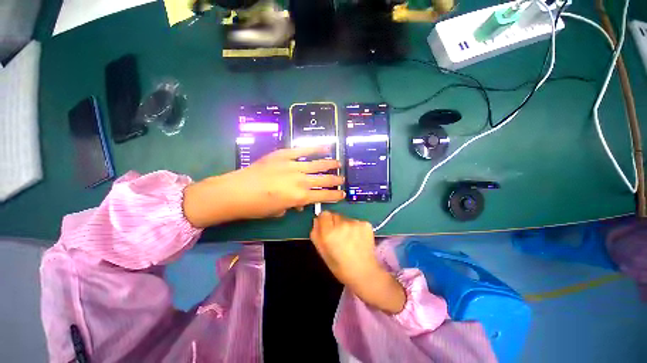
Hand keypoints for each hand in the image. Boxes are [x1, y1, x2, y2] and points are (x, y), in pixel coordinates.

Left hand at [183, 147, 344, 226]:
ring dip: (330, 164)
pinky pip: (303, 150)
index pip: (323, 196)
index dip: (335, 196)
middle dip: (335, 180)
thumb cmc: (257, 207)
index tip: (343, 194)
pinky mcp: (284, 155)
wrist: (235, 191)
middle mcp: (301, 181)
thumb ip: (293, 205)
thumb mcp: (278, 211)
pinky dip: (315, 148)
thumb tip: (299, 203)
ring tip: (339, 163)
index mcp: (300, 197)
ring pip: (317, 164)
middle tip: (342, 179)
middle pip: (324, 180)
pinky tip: (326, 147)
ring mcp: (293, 166)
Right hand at [310, 211, 405, 313]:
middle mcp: (342, 224)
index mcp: (329, 233)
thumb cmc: (340, 266)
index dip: (324, 221)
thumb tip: (316, 220)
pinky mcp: (366, 224)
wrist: (365, 273)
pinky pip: (356, 222)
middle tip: (339, 237)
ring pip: (346, 219)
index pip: (324, 214)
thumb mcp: (322, 253)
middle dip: (335, 223)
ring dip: (346, 226)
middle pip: (335, 215)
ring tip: (350, 240)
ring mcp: (355, 223)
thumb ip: (316, 234)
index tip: (327, 229)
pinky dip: (356, 228)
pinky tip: (359, 240)